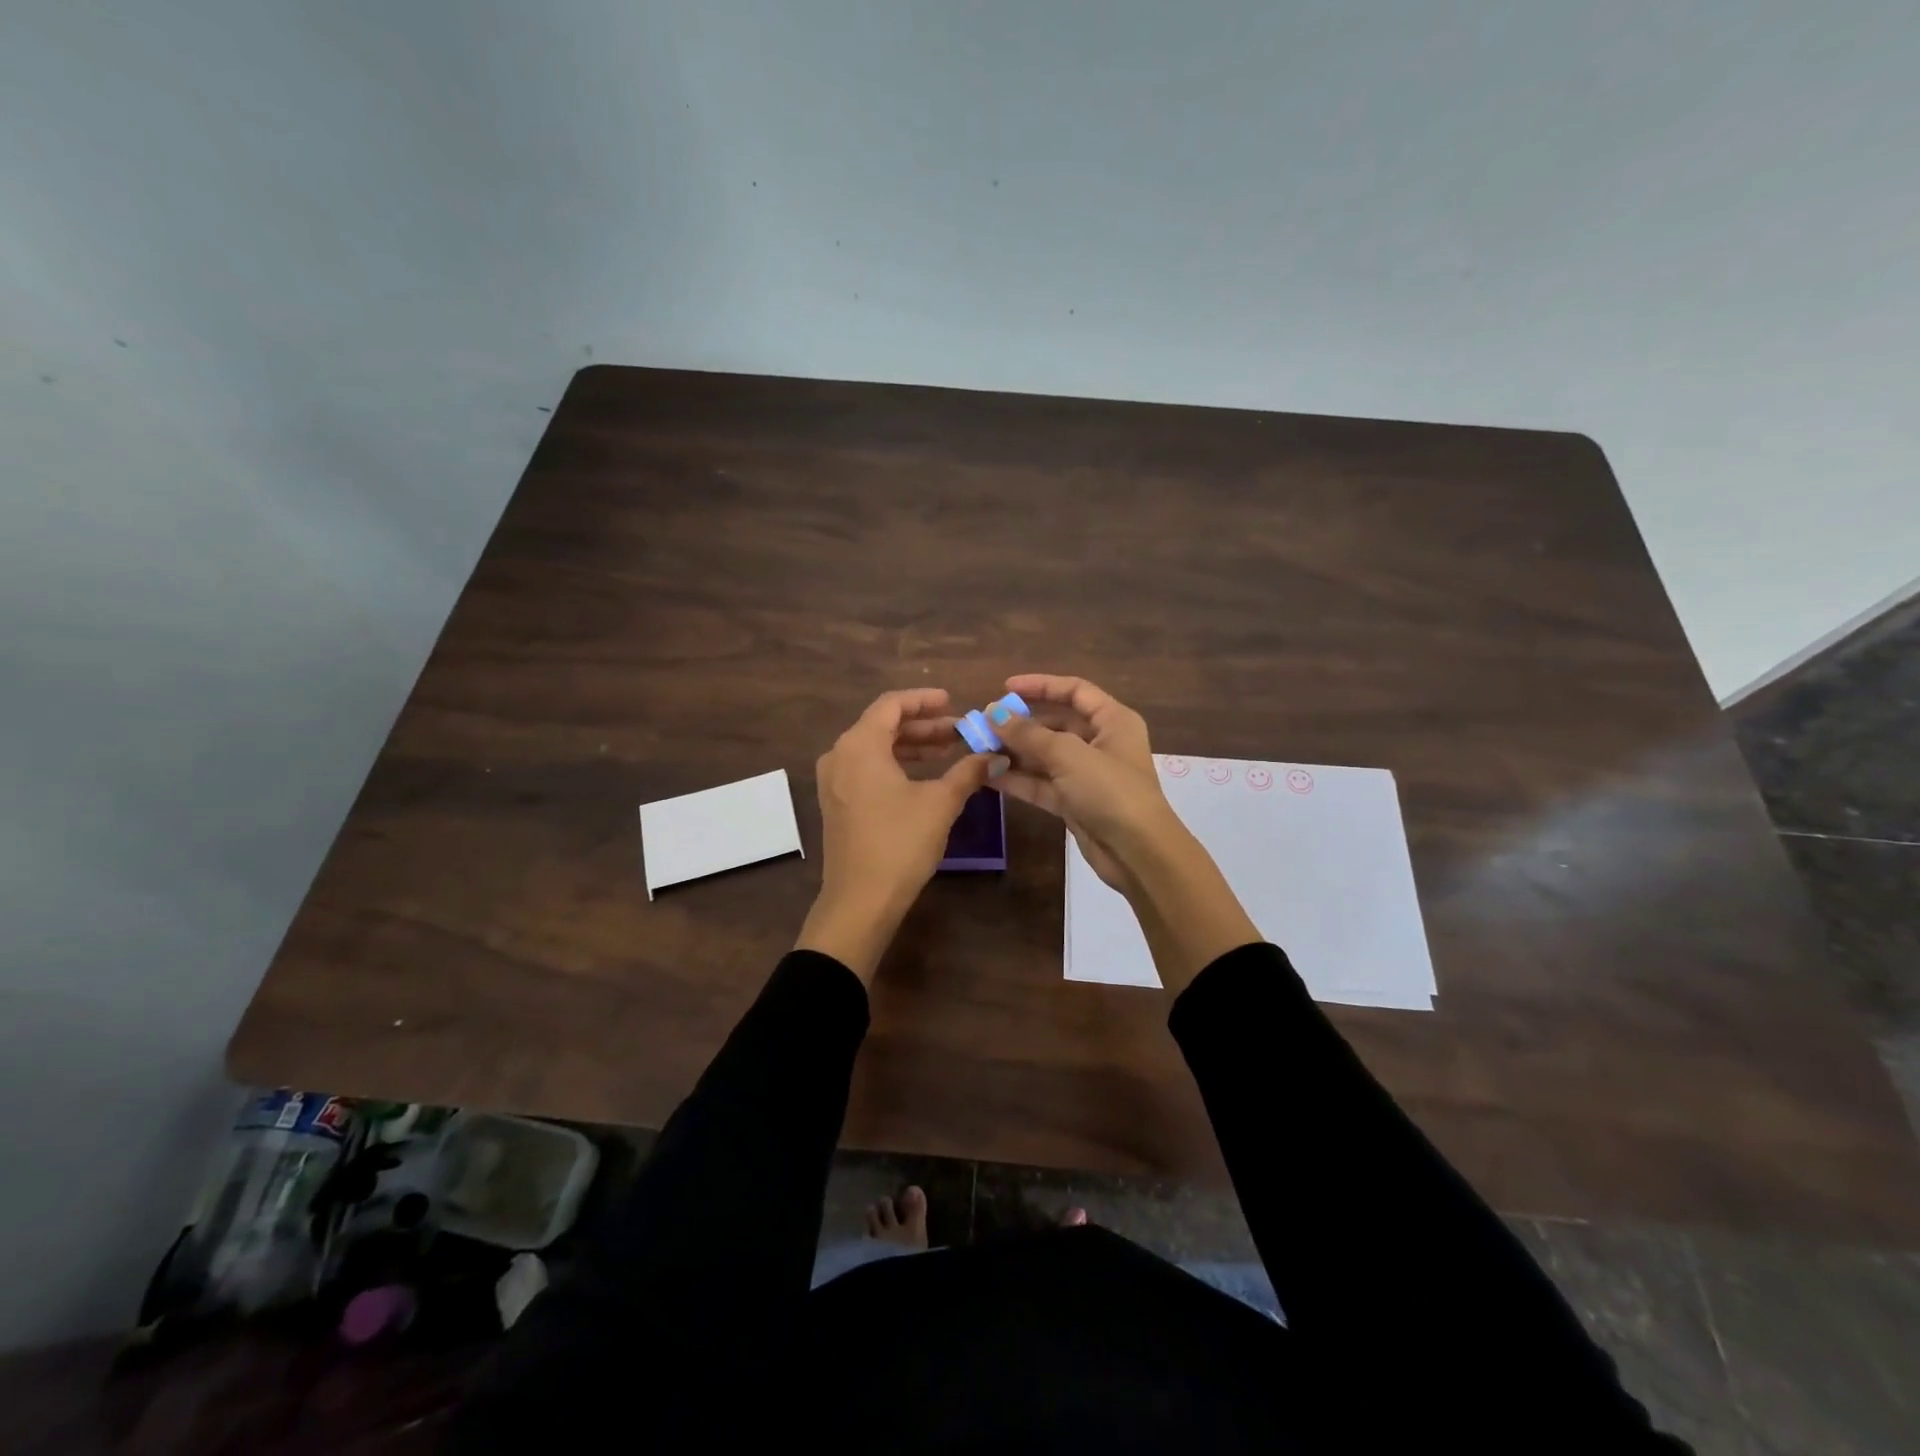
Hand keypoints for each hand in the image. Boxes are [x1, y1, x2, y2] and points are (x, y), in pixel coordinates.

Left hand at [797, 689, 993, 981]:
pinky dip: (895, 765)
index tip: (953, 702)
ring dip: (911, 746)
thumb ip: (967, 772)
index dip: (924, 701)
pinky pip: (867, 769)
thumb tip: (995, 756)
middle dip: (923, 726)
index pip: (892, 705)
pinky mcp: (837, 803)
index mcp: (860, 745)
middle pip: (882, 725)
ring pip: (875, 749)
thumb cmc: (900, 843)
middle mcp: (840, 755)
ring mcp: (834, 781)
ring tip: (948, 751)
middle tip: (958, 731)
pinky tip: (924, 777)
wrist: (861, 900)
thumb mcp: (940, 803)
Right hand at [993, 674, 1259, 988]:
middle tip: (983, 725)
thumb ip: (1028, 733)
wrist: (1137, 853)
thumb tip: (992, 713)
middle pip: (1056, 724)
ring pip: (1045, 756)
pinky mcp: (1074, 803)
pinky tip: (988, 775)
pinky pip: (1042, 783)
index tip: (1006, 688)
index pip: (1075, 691)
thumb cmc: (1110, 791)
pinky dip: (1018, 779)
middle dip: (1020, 725)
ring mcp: (1087, 775)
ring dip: (1014, 752)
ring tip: (978, 749)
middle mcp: (1101, 743)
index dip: (1041, 685)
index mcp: (1113, 720)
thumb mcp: (1068, 755)